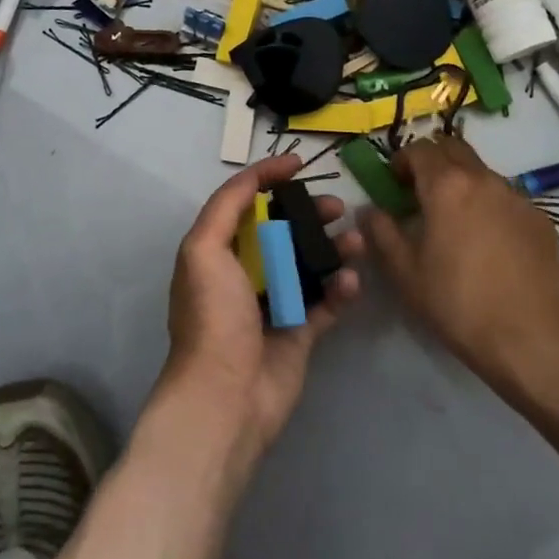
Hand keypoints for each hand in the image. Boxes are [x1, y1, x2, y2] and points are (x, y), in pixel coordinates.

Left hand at [159, 154, 362, 463]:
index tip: (300, 163)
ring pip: (309, 264)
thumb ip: (226, 206)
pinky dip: (342, 290)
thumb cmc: (213, 315)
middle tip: (337, 208)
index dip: (268, 178)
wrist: (226, 396)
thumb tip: (257, 176)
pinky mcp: (300, 333)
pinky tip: (352, 282)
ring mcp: (274, 304)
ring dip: (333, 249)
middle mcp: (244, 274)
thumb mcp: (203, 249)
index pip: (244, 203)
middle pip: (282, 231)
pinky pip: (326, 302)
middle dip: (310, 214)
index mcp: (217, 252)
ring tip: (356, 242)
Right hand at [359, 136, 558, 397]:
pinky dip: (490, 206)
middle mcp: (484, 180)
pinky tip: (489, 243)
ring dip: (463, 182)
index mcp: (447, 186)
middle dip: (434, 161)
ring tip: (456, 221)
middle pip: (454, 148)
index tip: (395, 183)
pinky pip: (508, 199)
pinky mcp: (541, 220)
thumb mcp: (404, 271)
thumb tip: (370, 210)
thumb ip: (382, 231)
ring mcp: (518, 198)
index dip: (402, 161)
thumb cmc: (456, 302)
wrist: (528, 339)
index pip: (420, 149)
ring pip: (483, 173)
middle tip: (422, 192)